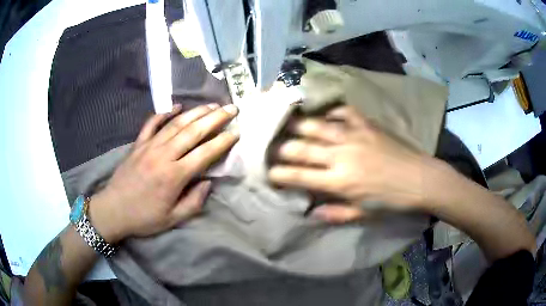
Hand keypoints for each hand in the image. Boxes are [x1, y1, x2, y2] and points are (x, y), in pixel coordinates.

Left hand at [89, 103, 239, 242]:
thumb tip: (208, 182)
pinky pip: (152, 123)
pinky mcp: (138, 144)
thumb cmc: (144, 217)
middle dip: (215, 118)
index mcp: (174, 176)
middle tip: (232, 108)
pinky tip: (176, 106)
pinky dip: (164, 113)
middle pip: (193, 131)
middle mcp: (163, 155)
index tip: (236, 132)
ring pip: (176, 123)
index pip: (204, 153)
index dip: (222, 142)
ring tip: (212, 104)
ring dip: (196, 112)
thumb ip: (194, 202)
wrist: (113, 210)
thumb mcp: (173, 219)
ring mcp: (149, 146)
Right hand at [268, 106, 434, 222]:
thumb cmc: (391, 202)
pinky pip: (343, 112)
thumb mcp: (362, 215)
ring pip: (317, 126)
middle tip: (270, 146)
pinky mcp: (366, 125)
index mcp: (339, 182)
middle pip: (301, 148)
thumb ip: (334, 214)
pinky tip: (325, 114)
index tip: (267, 172)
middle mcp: (341, 156)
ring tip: (285, 123)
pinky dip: (331, 111)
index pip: (298, 176)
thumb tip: (310, 211)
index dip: (278, 173)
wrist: (419, 179)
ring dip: (297, 125)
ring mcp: (354, 136)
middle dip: (281, 148)